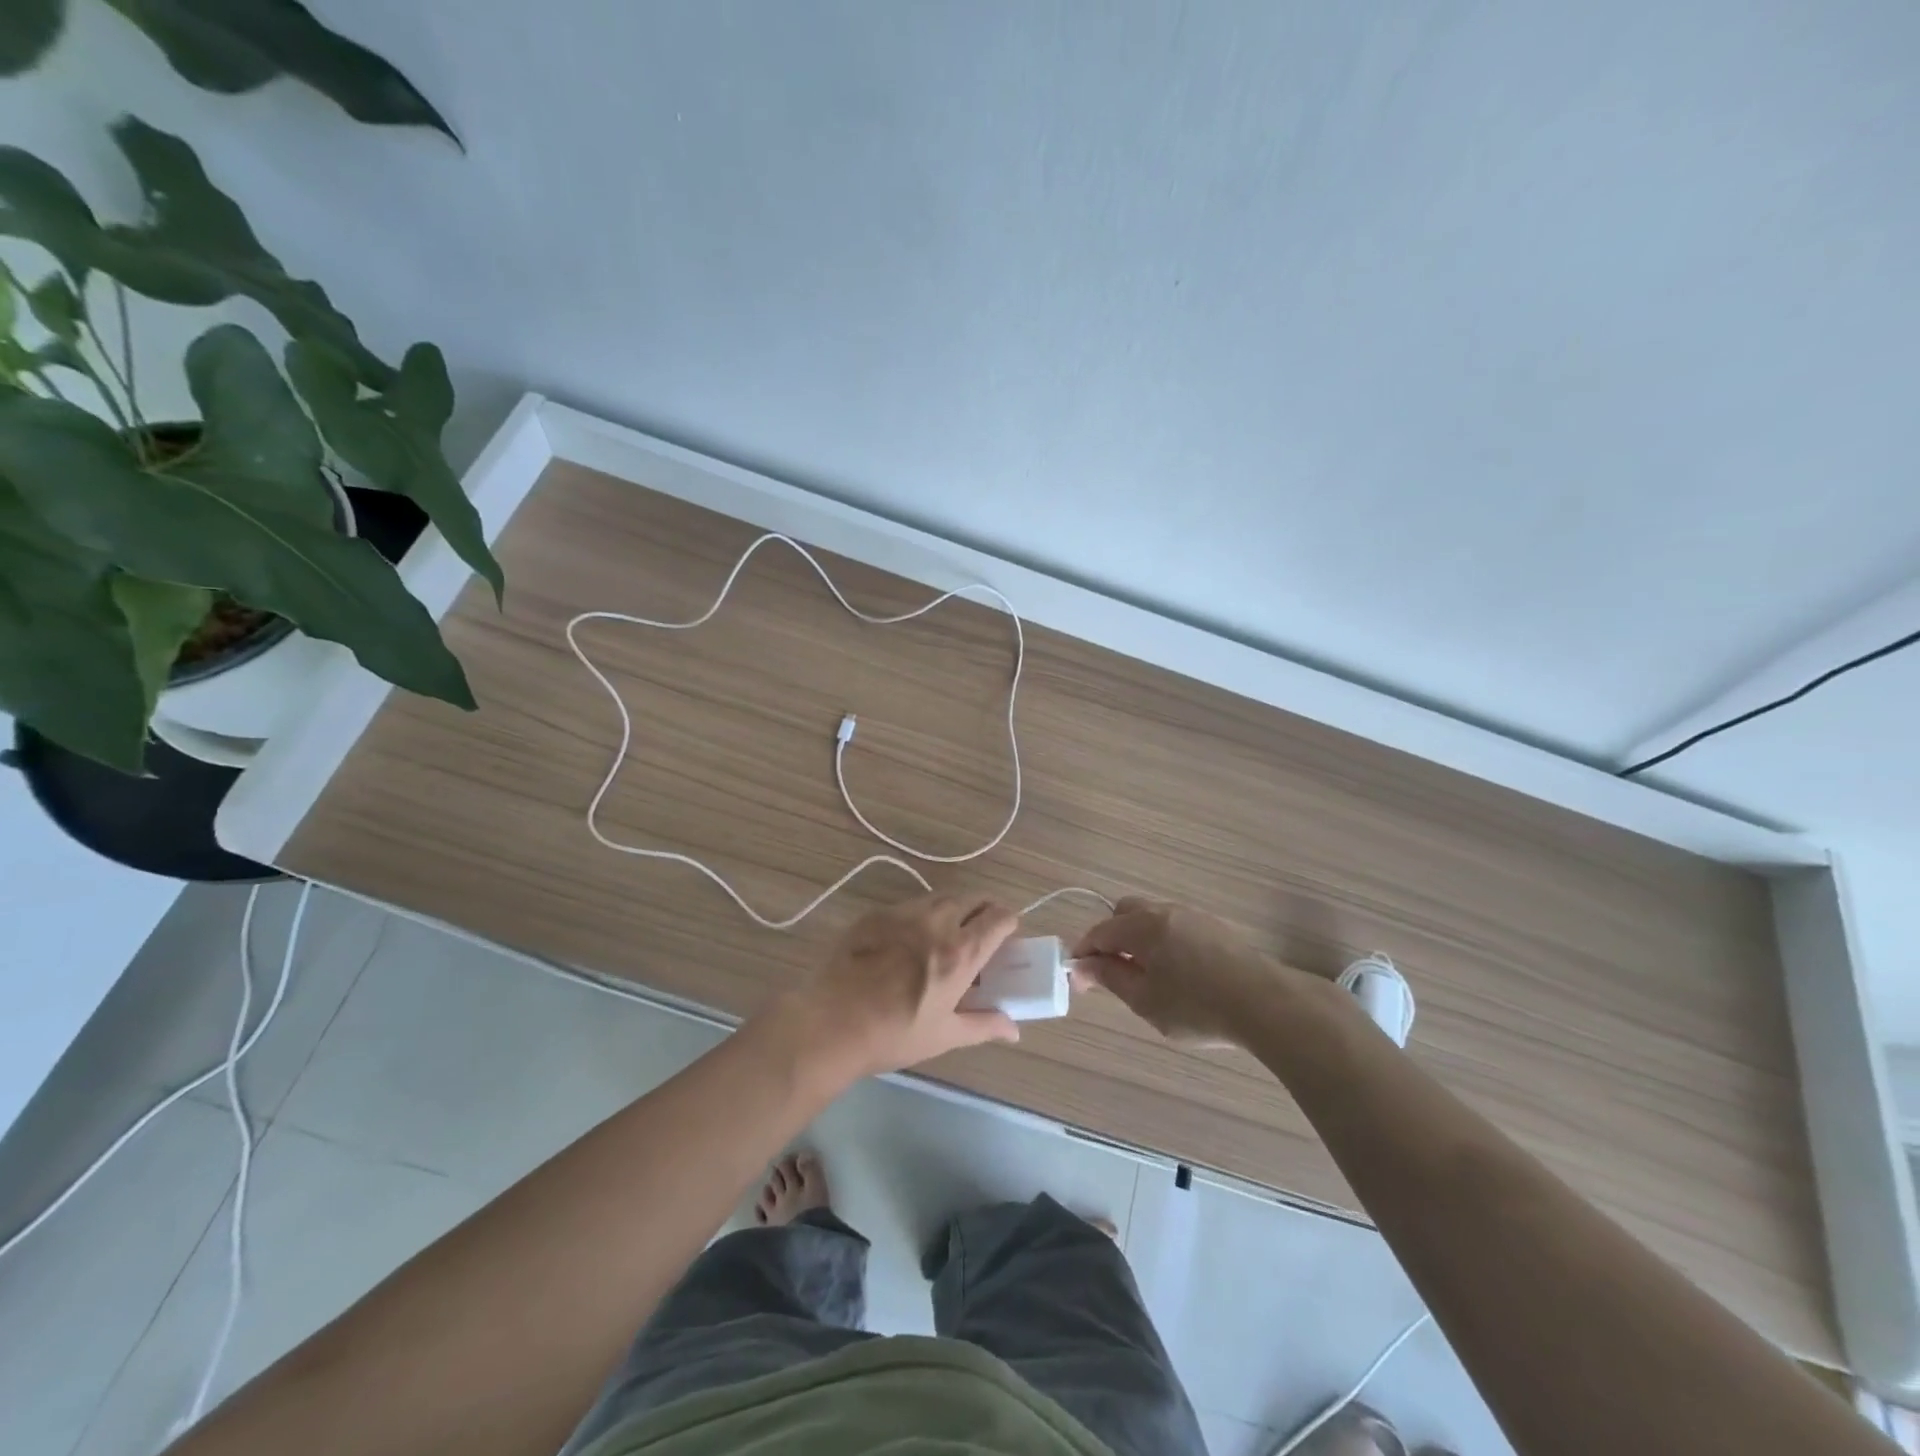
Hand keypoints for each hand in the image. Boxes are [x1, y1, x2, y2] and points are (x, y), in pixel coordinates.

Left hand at [785, 893, 1021, 1079]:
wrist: (830, 1023)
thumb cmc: (894, 1034)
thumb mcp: (944, 1035)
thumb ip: (984, 1025)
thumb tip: (1015, 1030)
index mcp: (960, 952)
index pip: (998, 918)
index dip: (1008, 922)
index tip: (1007, 934)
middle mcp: (937, 922)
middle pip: (973, 899)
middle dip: (985, 909)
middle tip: (982, 931)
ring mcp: (903, 913)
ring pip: (941, 897)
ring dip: (955, 908)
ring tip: (949, 932)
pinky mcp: (875, 913)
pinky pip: (910, 905)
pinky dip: (922, 914)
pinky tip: (910, 938)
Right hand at [1072, 896, 1291, 1048]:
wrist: (1266, 1005)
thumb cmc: (1197, 1007)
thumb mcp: (1145, 1000)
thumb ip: (1111, 978)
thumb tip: (1083, 966)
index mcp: (1143, 925)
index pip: (1100, 930)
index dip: (1085, 952)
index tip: (1080, 978)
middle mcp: (1166, 910)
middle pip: (1126, 912)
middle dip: (1112, 937)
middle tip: (1115, 972)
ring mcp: (1194, 916)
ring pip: (1153, 918)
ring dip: (1140, 939)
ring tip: (1148, 976)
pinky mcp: (1217, 927)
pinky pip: (1176, 926)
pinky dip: (1164, 942)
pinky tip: (1179, 974)